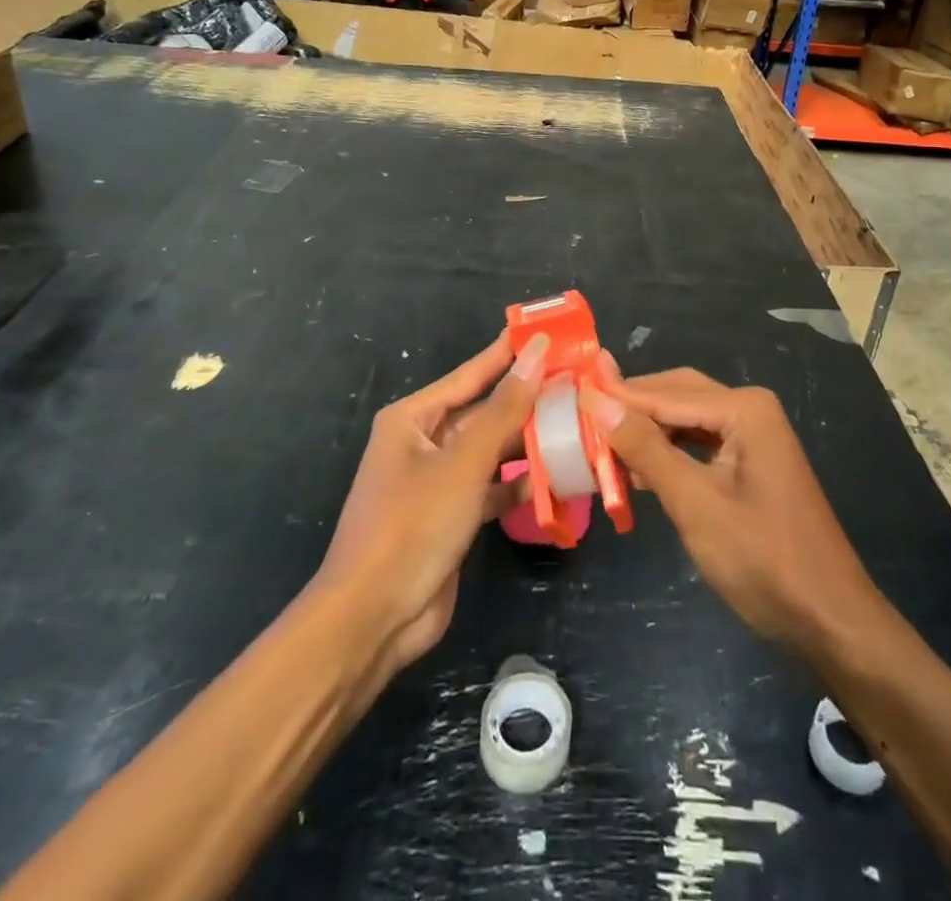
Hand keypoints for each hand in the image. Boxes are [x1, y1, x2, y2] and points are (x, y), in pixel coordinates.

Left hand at [314, 331, 548, 676]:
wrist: (374, 619)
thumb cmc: (412, 525)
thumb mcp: (463, 462)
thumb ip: (505, 408)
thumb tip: (537, 354)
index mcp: (413, 418)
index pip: (471, 373)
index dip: (510, 352)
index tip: (548, 331)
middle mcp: (424, 442)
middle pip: (484, 412)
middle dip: (527, 400)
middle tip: (577, 380)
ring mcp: (438, 481)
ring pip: (491, 450)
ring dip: (528, 442)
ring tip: (577, 422)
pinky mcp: (452, 515)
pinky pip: (492, 487)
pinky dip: (520, 485)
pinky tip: (558, 478)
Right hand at [583, 358, 879, 652]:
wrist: (830, 619)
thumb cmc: (762, 559)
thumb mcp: (695, 503)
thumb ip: (645, 449)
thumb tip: (598, 402)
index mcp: (743, 409)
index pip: (665, 394)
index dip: (616, 395)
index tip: (570, 392)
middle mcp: (750, 410)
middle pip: (676, 396)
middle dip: (631, 408)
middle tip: (580, 414)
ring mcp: (753, 438)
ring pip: (686, 420)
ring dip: (646, 432)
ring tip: (598, 443)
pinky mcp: (751, 465)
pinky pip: (699, 445)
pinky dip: (667, 454)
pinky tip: (635, 470)